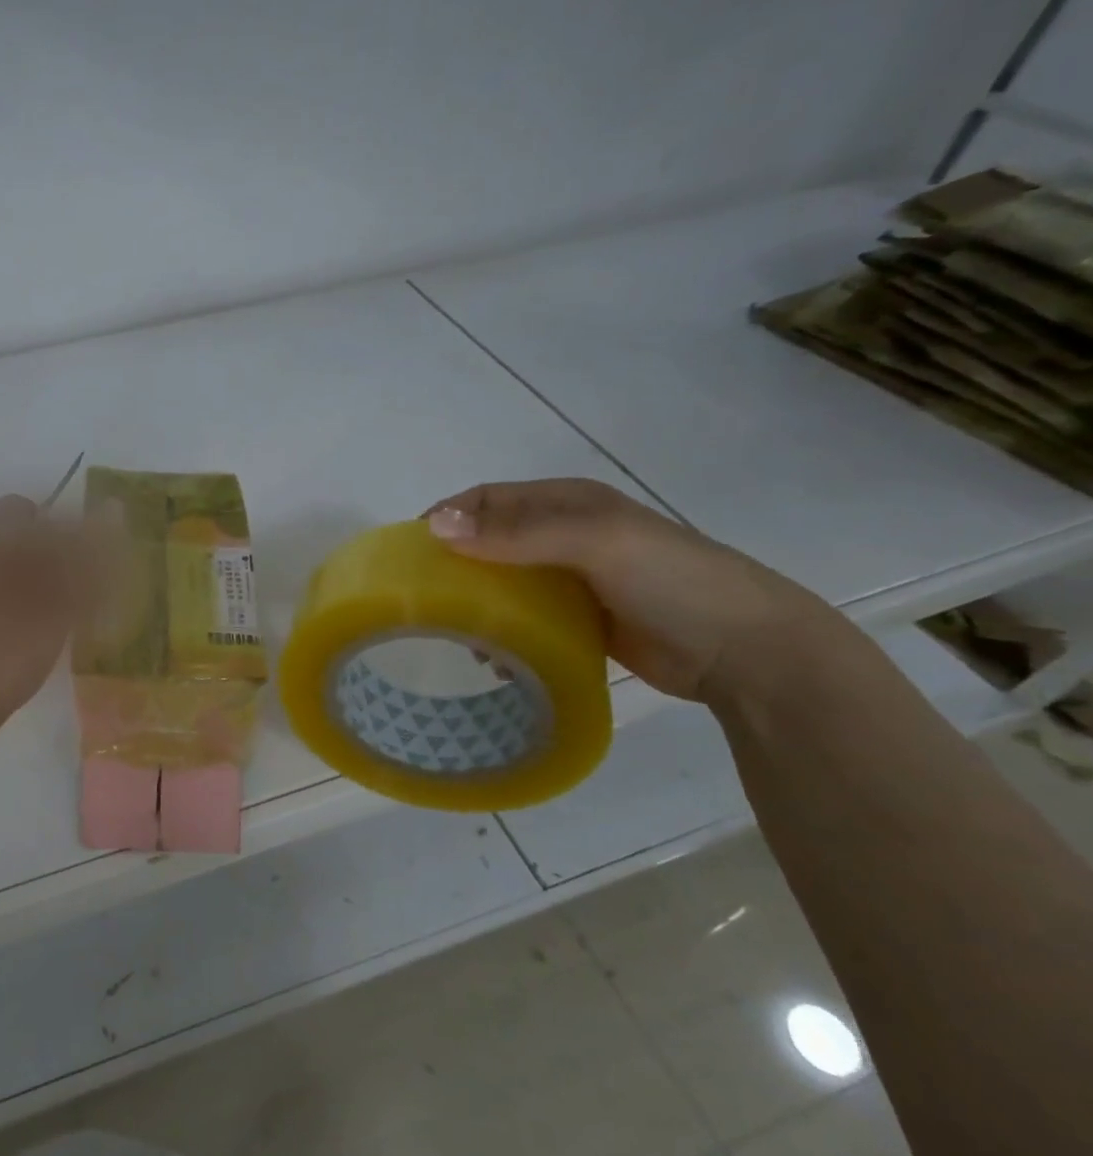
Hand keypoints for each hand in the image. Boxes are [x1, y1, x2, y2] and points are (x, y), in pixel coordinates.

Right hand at [424, 479, 839, 701]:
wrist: (748, 650)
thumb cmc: (671, 580)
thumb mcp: (594, 542)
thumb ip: (516, 533)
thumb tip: (435, 527)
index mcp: (568, 503)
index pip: (488, 499)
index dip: (447, 516)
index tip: (409, 552)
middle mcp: (566, 535)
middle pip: (491, 540)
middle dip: (455, 562)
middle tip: (422, 596)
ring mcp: (576, 580)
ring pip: (505, 582)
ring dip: (477, 602)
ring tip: (454, 632)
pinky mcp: (583, 621)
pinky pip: (527, 619)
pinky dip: (503, 631)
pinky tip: (493, 656)